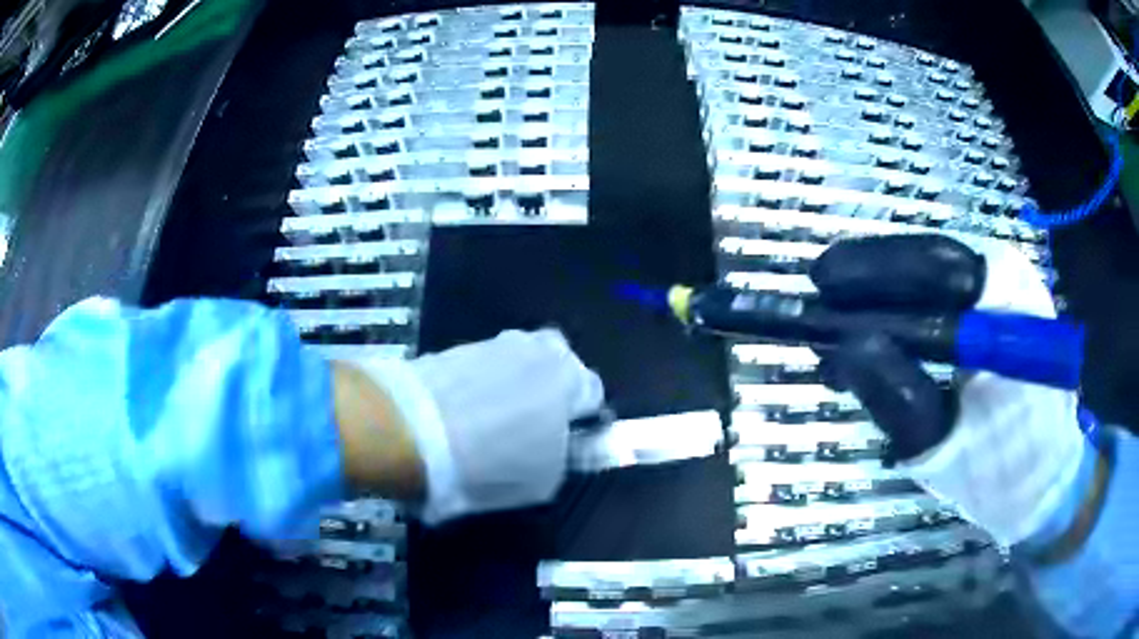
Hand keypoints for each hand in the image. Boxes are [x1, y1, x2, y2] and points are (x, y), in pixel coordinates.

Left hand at [355, 329, 603, 524]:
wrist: (409, 431)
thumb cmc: (490, 462)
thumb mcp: (543, 481)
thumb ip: (562, 458)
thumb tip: (557, 447)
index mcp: (569, 378)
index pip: (593, 393)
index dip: (580, 422)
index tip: (563, 444)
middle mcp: (537, 349)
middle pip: (556, 367)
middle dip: (549, 392)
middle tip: (530, 430)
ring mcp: (493, 343)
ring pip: (516, 365)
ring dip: (511, 387)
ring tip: (486, 424)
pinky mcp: (456, 347)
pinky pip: (480, 368)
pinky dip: (477, 387)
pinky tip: (460, 414)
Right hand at [811, 234, 1085, 545]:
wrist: (1046, 488)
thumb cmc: (1006, 475)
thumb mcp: (946, 449)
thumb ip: (901, 400)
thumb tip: (846, 348)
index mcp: (1010, 307)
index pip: (937, 263)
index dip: (875, 267)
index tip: (821, 281)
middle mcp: (1010, 283)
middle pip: (929, 263)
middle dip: (871, 284)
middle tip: (820, 306)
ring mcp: (1006, 296)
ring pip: (931, 282)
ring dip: (882, 305)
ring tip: (837, 338)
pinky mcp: (997, 316)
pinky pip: (943, 304)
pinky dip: (904, 322)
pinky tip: (873, 349)